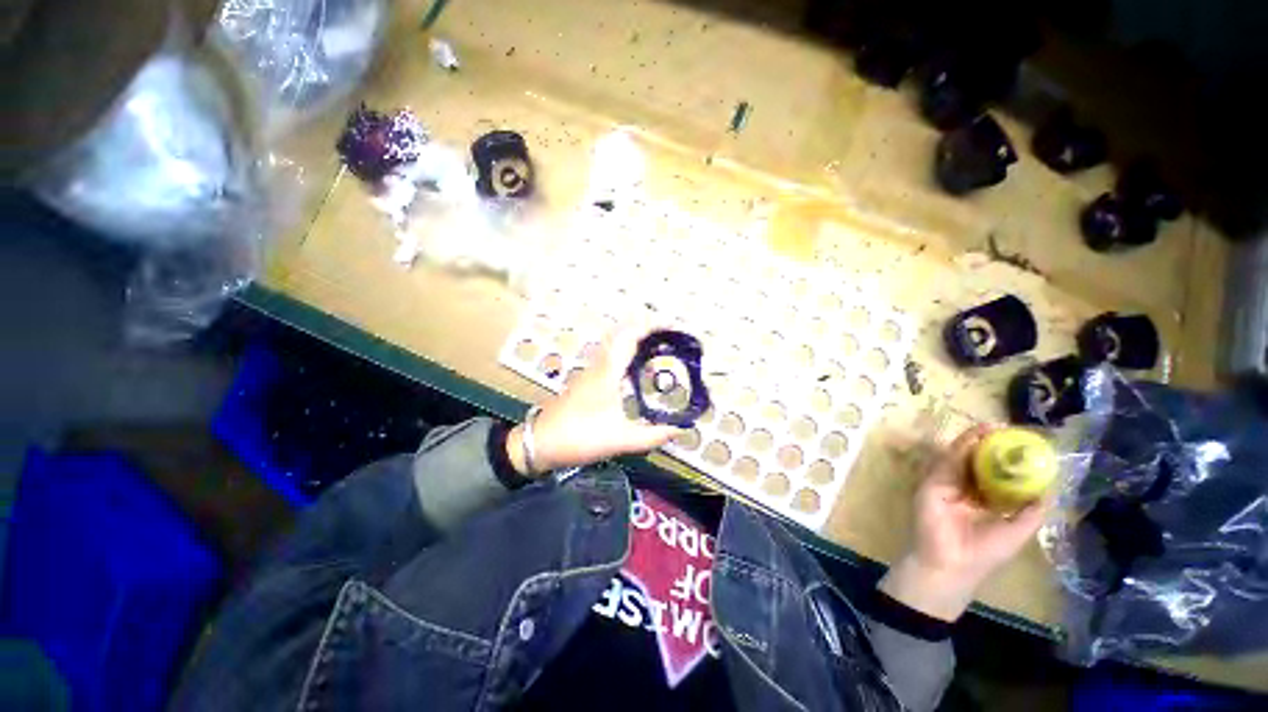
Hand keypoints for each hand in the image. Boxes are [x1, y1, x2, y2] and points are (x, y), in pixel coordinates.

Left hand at [506, 324, 680, 474]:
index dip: (651, 327)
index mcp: (608, 372)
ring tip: (658, 351)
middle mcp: (599, 366)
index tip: (672, 326)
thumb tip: (679, 431)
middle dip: (646, 331)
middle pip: (622, 336)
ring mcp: (590, 373)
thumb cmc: (579, 436)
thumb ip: (652, 436)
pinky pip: (610, 359)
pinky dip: (626, 356)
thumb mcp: (620, 439)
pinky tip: (635, 373)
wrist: (539, 443)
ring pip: (615, 347)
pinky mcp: (585, 382)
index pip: (630, 337)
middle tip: (669, 338)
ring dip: (635, 342)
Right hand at [881, 425, 1047, 621]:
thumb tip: (1050, 486)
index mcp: (984, 501)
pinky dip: (961, 447)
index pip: (996, 475)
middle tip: (1006, 430)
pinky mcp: (933, 481)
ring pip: (961, 457)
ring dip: (975, 440)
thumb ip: (1032, 510)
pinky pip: (949, 461)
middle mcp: (965, 489)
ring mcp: (947, 484)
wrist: (951, 563)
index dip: (1009, 461)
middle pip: (977, 462)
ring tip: (992, 426)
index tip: (1023, 446)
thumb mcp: (1018, 531)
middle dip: (991, 446)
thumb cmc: (985, 552)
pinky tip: (976, 437)